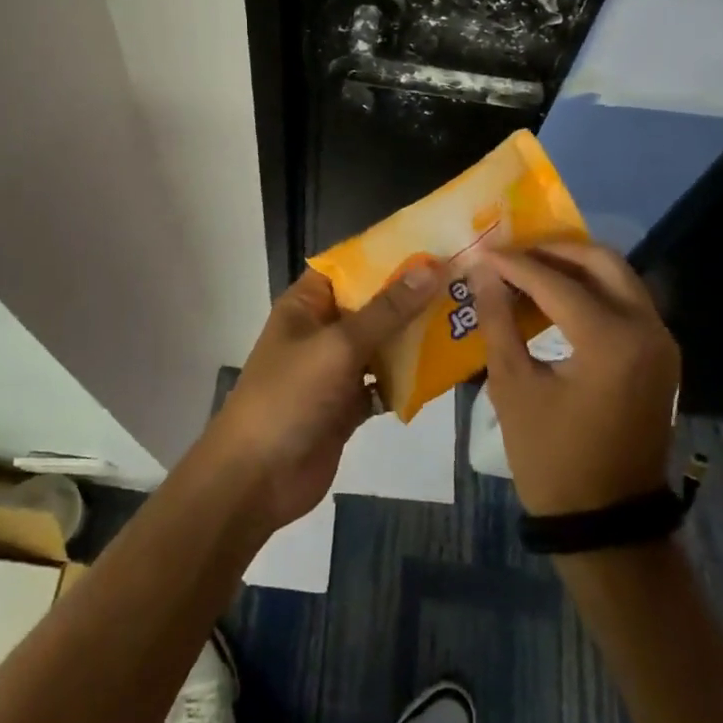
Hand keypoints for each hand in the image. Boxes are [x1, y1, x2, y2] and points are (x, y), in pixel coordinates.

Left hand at [204, 265, 438, 533]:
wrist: (258, 478)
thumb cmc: (290, 396)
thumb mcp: (339, 346)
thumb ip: (386, 310)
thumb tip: (429, 268)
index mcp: (307, 304)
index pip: (350, 266)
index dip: (387, 254)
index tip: (433, 245)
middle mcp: (322, 329)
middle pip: (371, 304)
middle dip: (411, 297)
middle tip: (463, 283)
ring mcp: (335, 369)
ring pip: (381, 343)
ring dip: (415, 337)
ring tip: (464, 319)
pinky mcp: (348, 404)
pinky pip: (384, 382)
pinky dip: (408, 378)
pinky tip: (444, 370)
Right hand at [470, 242, 680, 516]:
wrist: (608, 521)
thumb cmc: (552, 458)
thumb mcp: (513, 386)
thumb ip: (499, 320)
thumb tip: (483, 271)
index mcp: (611, 340)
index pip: (556, 281)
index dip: (514, 264)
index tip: (482, 251)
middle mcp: (647, 330)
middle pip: (601, 261)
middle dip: (554, 250)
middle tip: (512, 251)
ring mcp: (661, 342)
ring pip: (619, 277)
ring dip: (575, 266)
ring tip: (528, 268)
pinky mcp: (661, 356)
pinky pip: (627, 301)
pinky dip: (593, 288)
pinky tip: (556, 296)